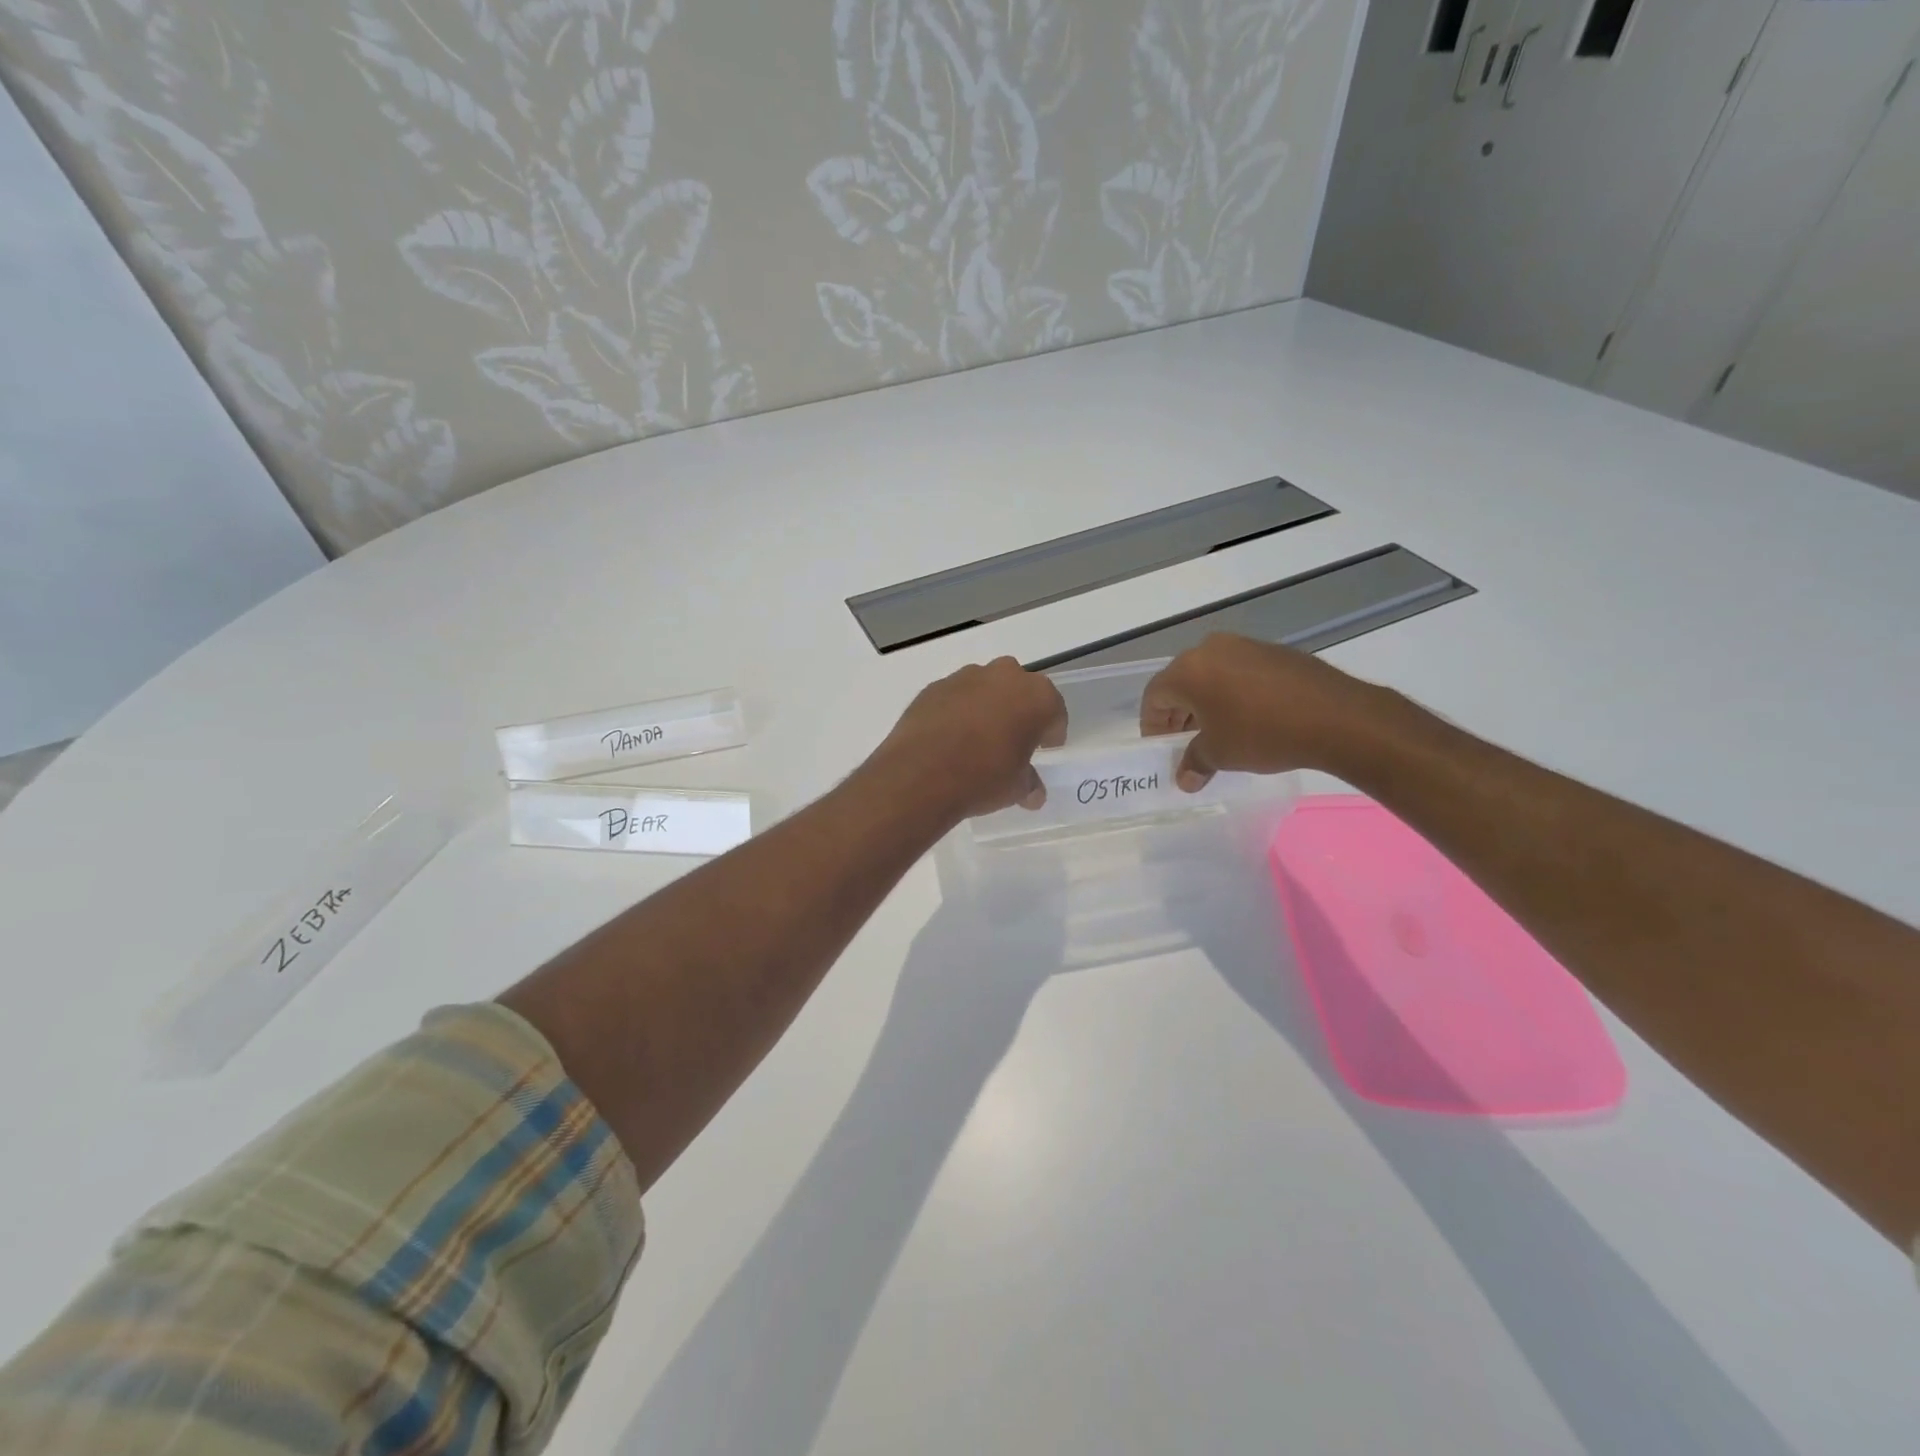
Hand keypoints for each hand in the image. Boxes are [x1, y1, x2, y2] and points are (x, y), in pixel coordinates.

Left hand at [873, 657, 1068, 817]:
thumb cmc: (984, 777)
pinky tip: (950, 737)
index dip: (1051, 732)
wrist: (921, 774)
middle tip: (1013, 739)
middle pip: (1020, 690)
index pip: (1054, 711)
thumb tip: (1033, 793)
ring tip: (978, 739)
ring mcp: (966, 677)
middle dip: (1019, 710)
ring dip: (987, 707)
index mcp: (1036, 697)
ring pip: (986, 688)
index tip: (1045, 748)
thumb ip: (1029, 783)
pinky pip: (955, 696)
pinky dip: (957, 711)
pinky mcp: (934, 686)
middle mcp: (1004, 676)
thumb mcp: (1016, 788)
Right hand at [1140, 634, 1384, 789]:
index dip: (1152, 724)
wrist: (1335, 716)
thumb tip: (1185, 778)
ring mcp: (1244, 646)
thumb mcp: (1220, 755)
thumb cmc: (1262, 734)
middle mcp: (1210, 649)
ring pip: (1210, 675)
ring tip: (1216, 732)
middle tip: (1184, 742)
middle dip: (1178, 713)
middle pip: (1181, 682)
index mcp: (1188, 671)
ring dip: (1205, 703)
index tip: (1161, 747)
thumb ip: (1195, 763)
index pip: (1155, 696)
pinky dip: (1232, 693)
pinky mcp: (1273, 652)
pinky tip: (1248, 718)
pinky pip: (1238, 672)